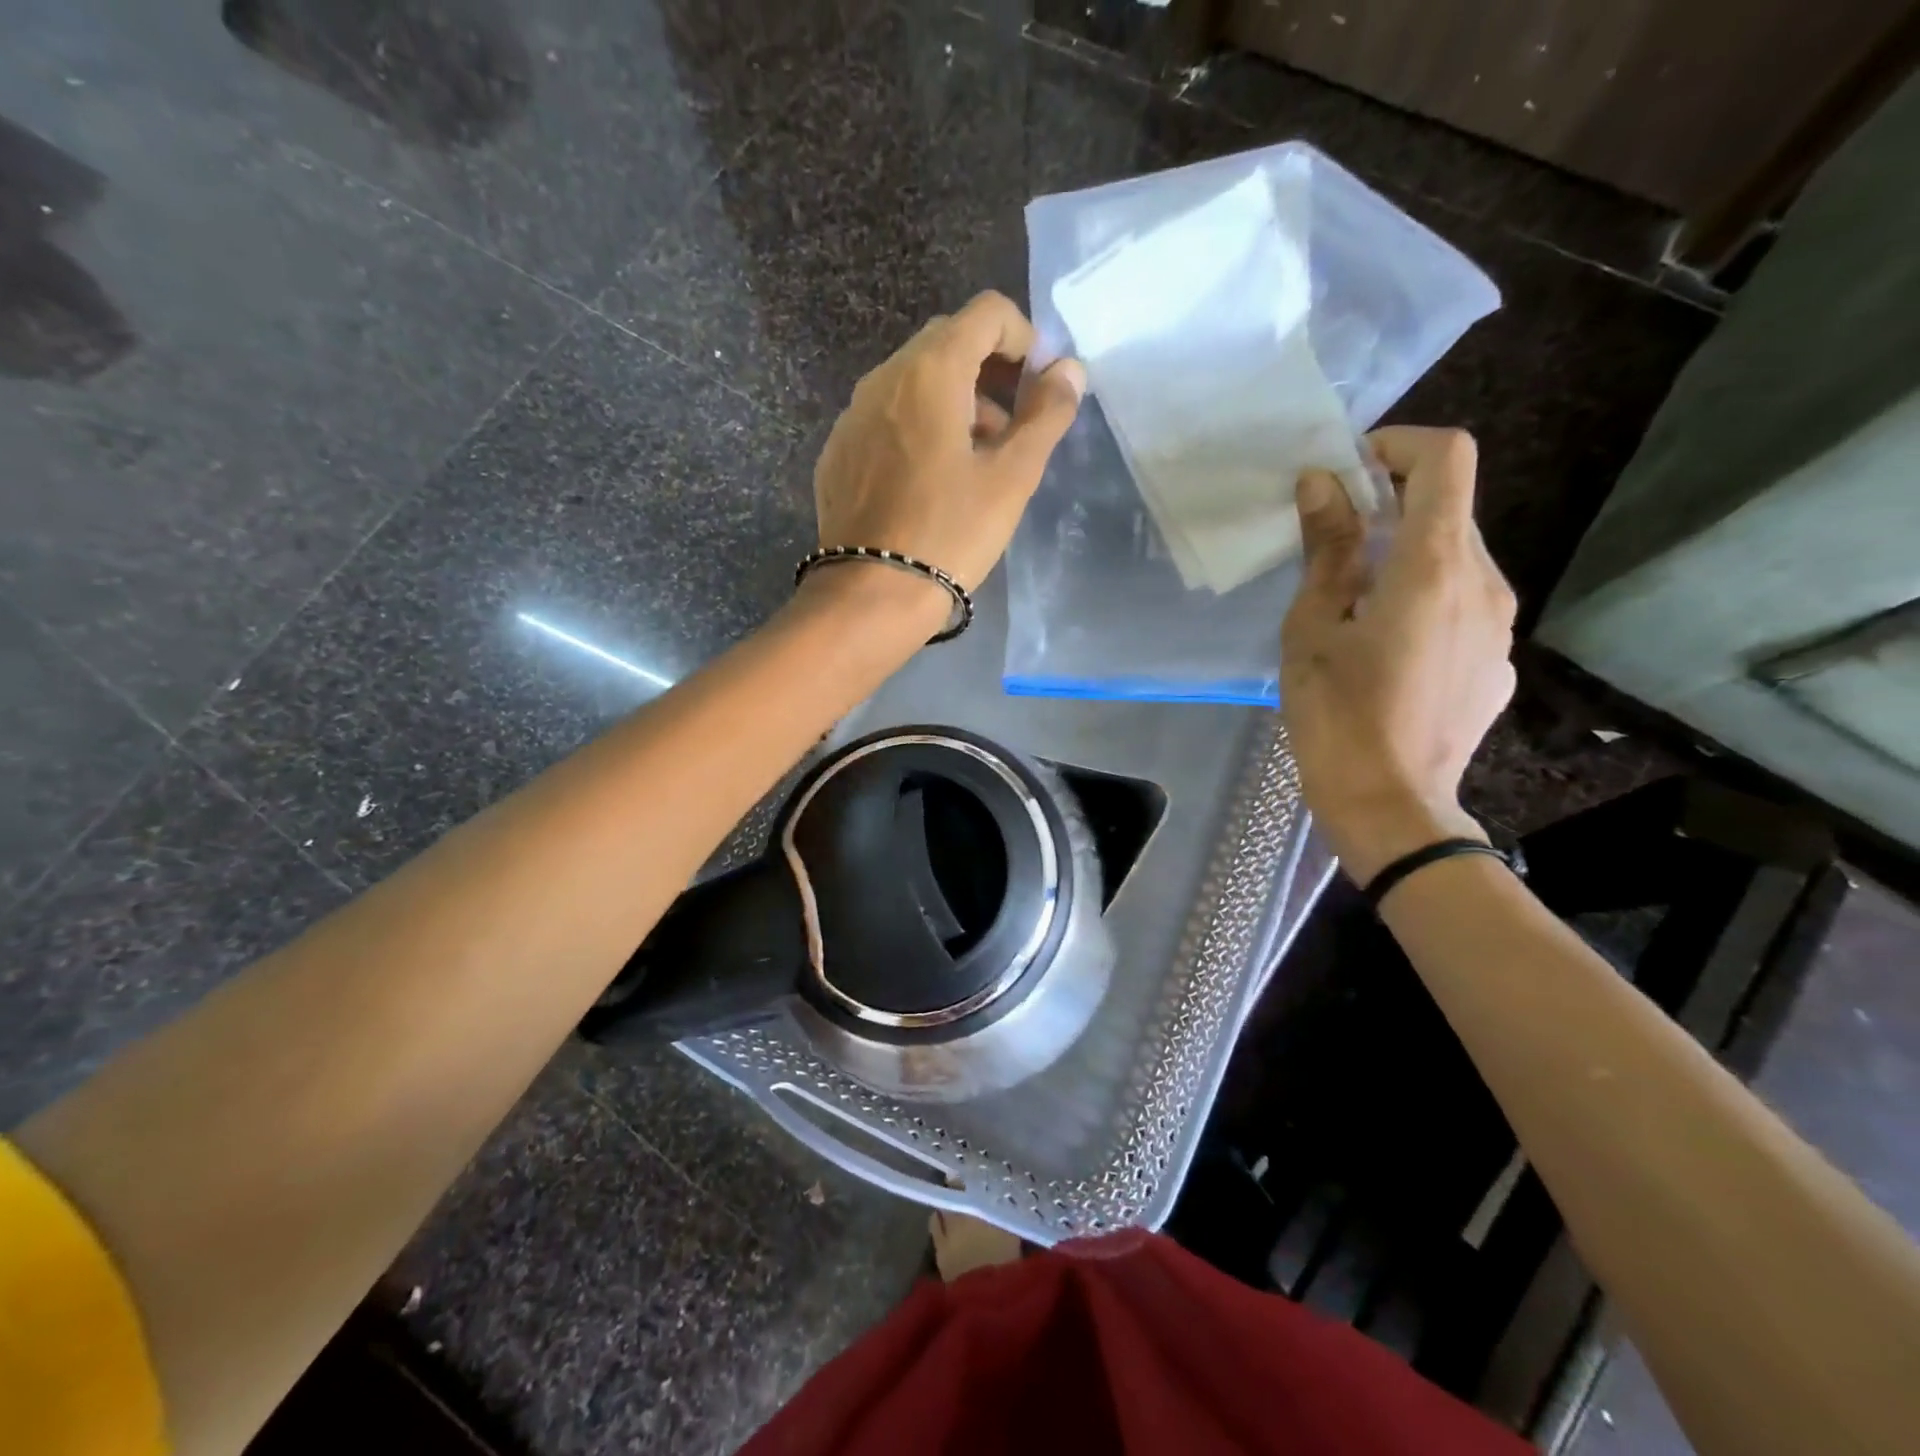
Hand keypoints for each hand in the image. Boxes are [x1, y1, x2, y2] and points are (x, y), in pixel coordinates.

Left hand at [811, 292, 1086, 595]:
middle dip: (990, 372)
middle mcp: (883, 378)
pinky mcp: (837, 453)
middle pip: (947, 343)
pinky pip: (885, 418)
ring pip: (913, 382)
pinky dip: (917, 428)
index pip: (986, 314)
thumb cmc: (951, 534)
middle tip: (1013, 426)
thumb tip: (1070, 370)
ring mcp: (852, 416)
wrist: (872, 595)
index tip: (1039, 387)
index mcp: (929, 371)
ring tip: (976, 459)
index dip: (1024, 339)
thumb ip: (1046, 415)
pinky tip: (929, 480)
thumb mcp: (1012, 478)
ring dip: (955, 401)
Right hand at [1280, 427, 1516, 884]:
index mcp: (1433, 568)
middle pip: (1450, 508)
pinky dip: (1425, 598)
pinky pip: (1464, 604)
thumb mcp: (1312, 631)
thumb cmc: (1336, 717)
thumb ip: (1326, 551)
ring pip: (1457, 558)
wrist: (1392, 807)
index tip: (1349, 473)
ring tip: (1354, 603)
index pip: (1446, 459)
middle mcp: (1484, 582)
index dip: (1398, 446)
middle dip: (1392, 505)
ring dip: (1406, 555)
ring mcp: (1500, 625)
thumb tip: (1323, 485)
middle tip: (1333, 541)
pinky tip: (1387, 650)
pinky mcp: (1498, 661)